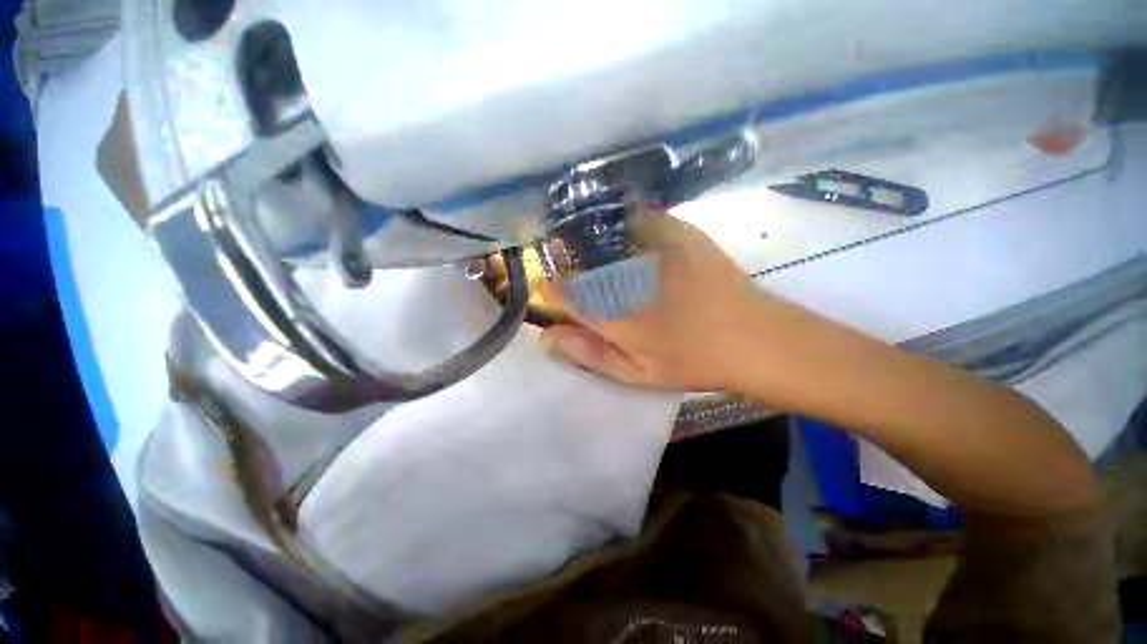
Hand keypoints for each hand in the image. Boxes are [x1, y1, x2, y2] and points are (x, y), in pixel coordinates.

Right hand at [541, 215, 767, 391]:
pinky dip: (621, 230)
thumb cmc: (691, 361)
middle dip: (569, 270)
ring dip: (591, 249)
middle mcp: (626, 273)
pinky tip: (631, 250)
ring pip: (600, 237)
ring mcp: (652, 244)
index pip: (560, 292)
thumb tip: (547, 335)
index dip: (552, 292)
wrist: (755, 337)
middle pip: (577, 262)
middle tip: (580, 284)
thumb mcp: (636, 373)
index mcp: (614, 312)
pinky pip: (633, 220)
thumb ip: (589, 353)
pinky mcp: (677, 229)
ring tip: (606, 270)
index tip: (555, 297)